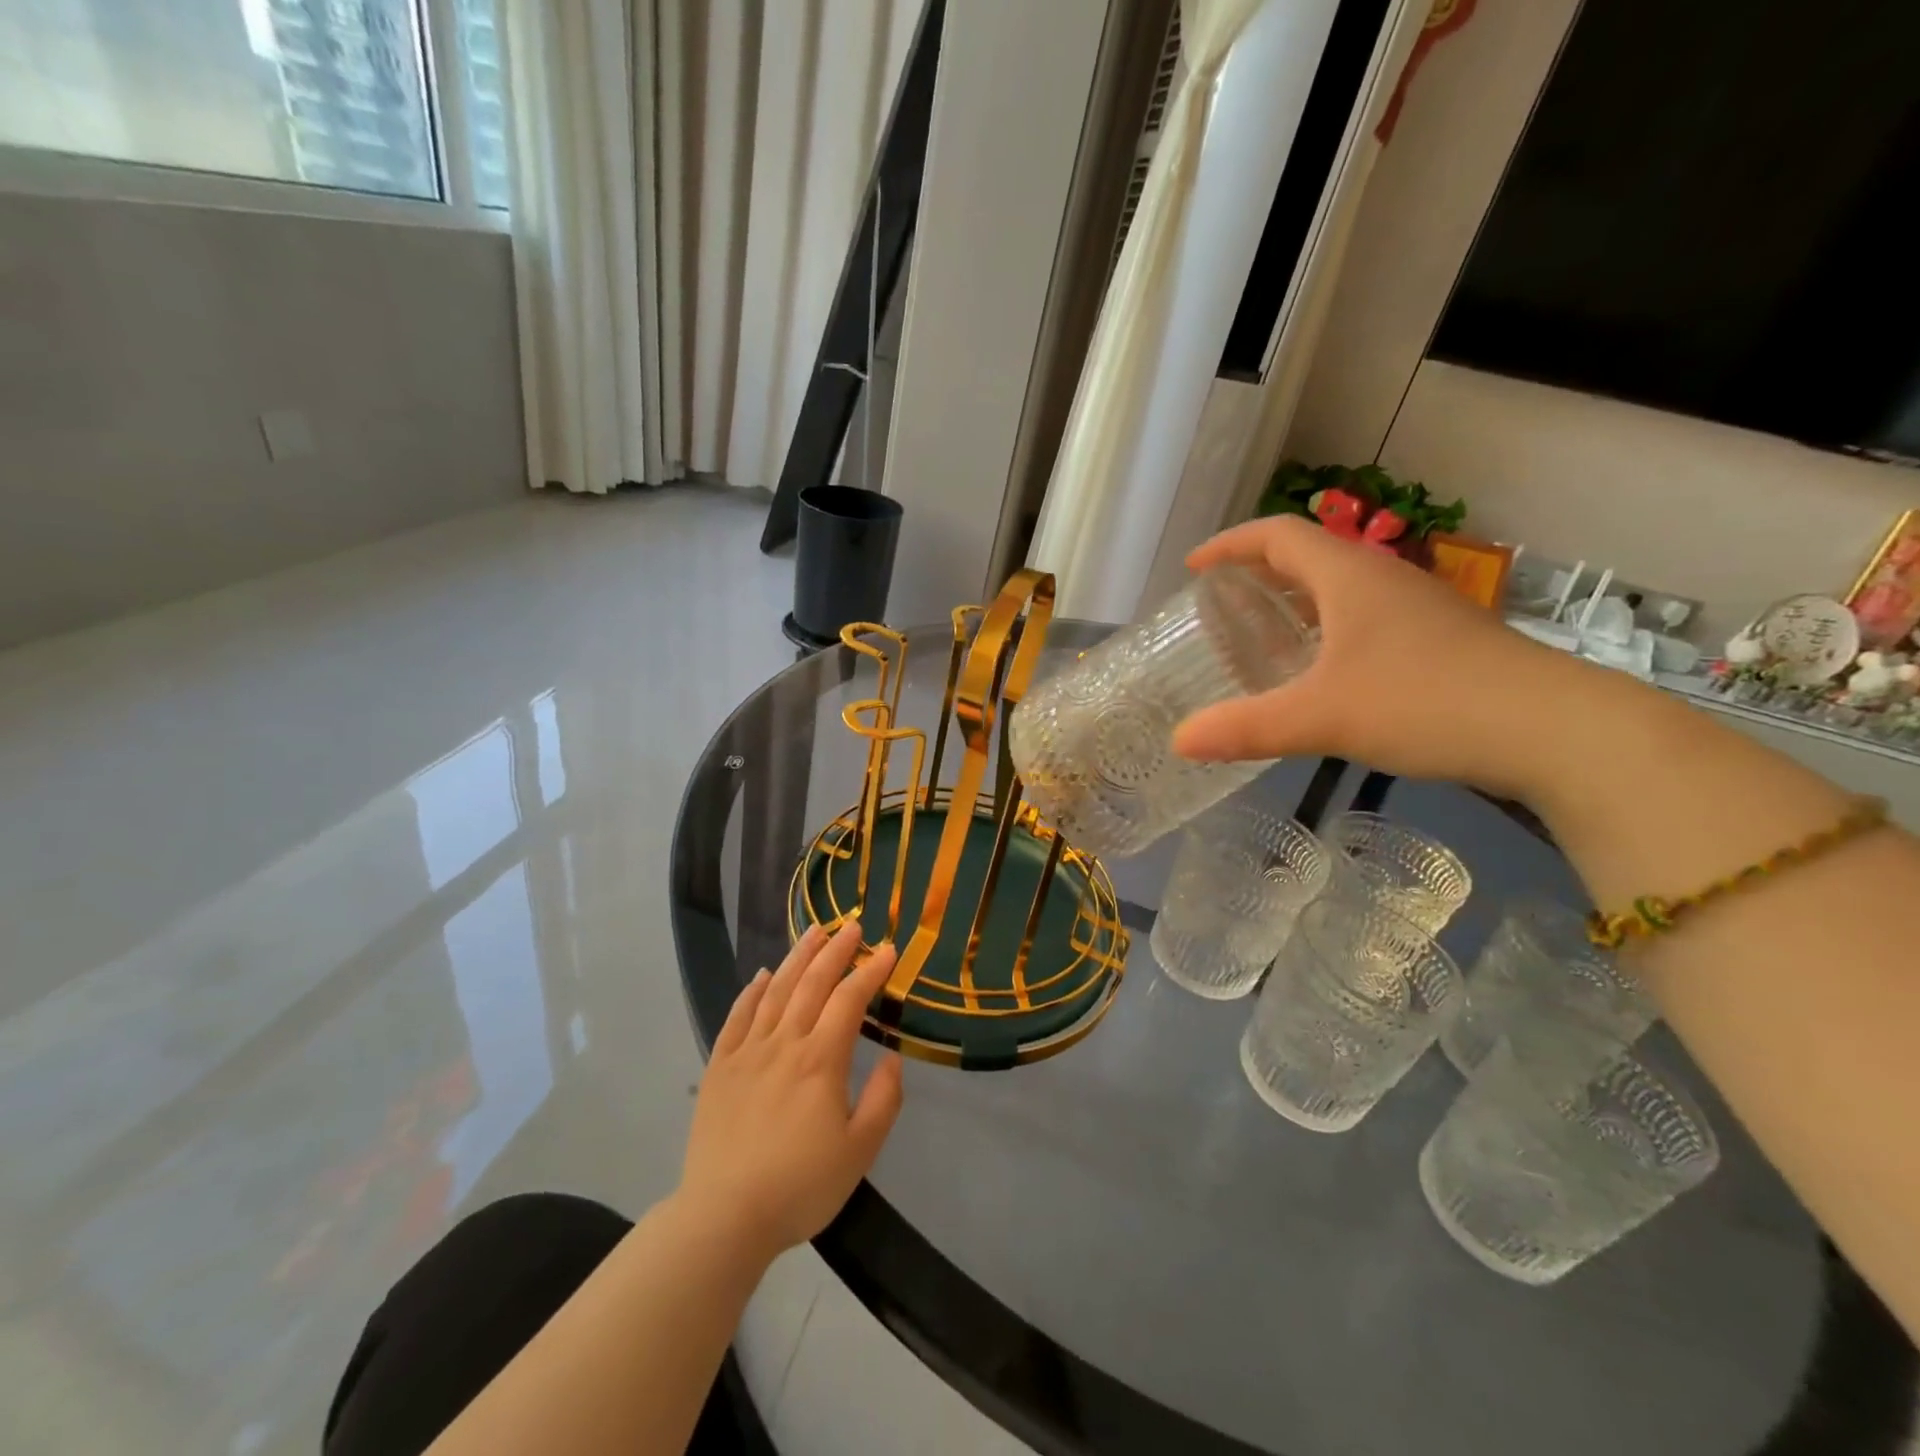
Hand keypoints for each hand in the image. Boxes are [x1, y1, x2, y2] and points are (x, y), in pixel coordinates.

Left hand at [677, 922, 904, 1263]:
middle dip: (836, 950)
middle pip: (812, 983)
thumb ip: (883, 1100)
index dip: (871, 971)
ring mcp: (748, 1052)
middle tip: (853, 924)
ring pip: (775, 990)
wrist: (724, 1217)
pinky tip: (763, 975)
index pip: (850, 1000)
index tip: (888, 950)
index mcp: (821, 1060)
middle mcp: (784, 1043)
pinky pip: (737, 1017)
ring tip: (814, 932)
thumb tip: (892, 1056)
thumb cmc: (800, 1186)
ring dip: (797, 957)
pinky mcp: (720, 1067)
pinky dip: (752, 991)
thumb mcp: (860, 1151)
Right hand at [1172, 515, 1608, 799]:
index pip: (1276, 535)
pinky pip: (1362, 618)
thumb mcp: (1322, 717)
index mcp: (1348, 576)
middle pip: (1307, 555)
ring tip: (1258, 637)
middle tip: (1219, 608)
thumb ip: (1246, 728)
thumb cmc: (1426, 702)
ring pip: (1338, 588)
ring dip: (1292, 602)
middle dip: (1256, 573)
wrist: (1552, 729)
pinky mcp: (1436, 639)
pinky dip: (1324, 630)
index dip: (1229, 545)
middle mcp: (1381, 579)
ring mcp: (1415, 608)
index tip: (1194, 569)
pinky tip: (1319, 672)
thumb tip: (1178, 742)